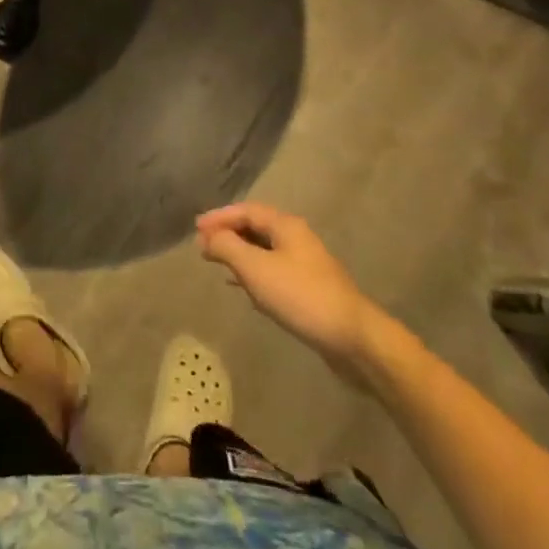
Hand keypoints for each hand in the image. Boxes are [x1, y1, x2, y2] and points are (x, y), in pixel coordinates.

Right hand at [197, 204, 379, 371]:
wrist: (353, 338)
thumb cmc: (301, 296)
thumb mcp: (256, 269)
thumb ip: (228, 248)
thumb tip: (208, 236)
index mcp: (285, 226)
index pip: (246, 210)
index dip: (219, 217)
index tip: (196, 229)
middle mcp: (296, 238)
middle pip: (256, 228)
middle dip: (228, 234)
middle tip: (203, 246)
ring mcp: (305, 264)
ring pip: (264, 251)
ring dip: (239, 254)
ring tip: (217, 264)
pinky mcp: (309, 289)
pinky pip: (273, 271)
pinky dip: (253, 274)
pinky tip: (243, 288)